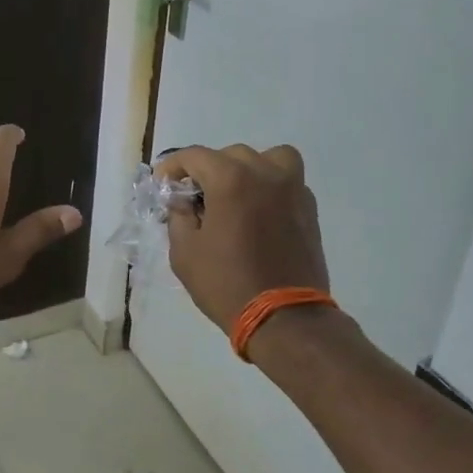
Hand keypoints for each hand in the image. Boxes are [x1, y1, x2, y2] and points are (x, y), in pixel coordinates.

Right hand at [157, 144, 328, 332]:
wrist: (285, 317)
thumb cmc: (226, 284)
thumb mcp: (184, 252)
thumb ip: (178, 216)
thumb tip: (182, 200)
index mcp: (230, 179)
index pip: (194, 156)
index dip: (173, 166)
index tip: (163, 182)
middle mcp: (264, 173)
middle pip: (229, 154)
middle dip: (207, 170)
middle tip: (195, 197)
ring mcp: (292, 188)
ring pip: (267, 158)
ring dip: (246, 169)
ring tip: (234, 195)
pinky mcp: (309, 207)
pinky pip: (287, 180)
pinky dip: (270, 185)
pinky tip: (258, 212)